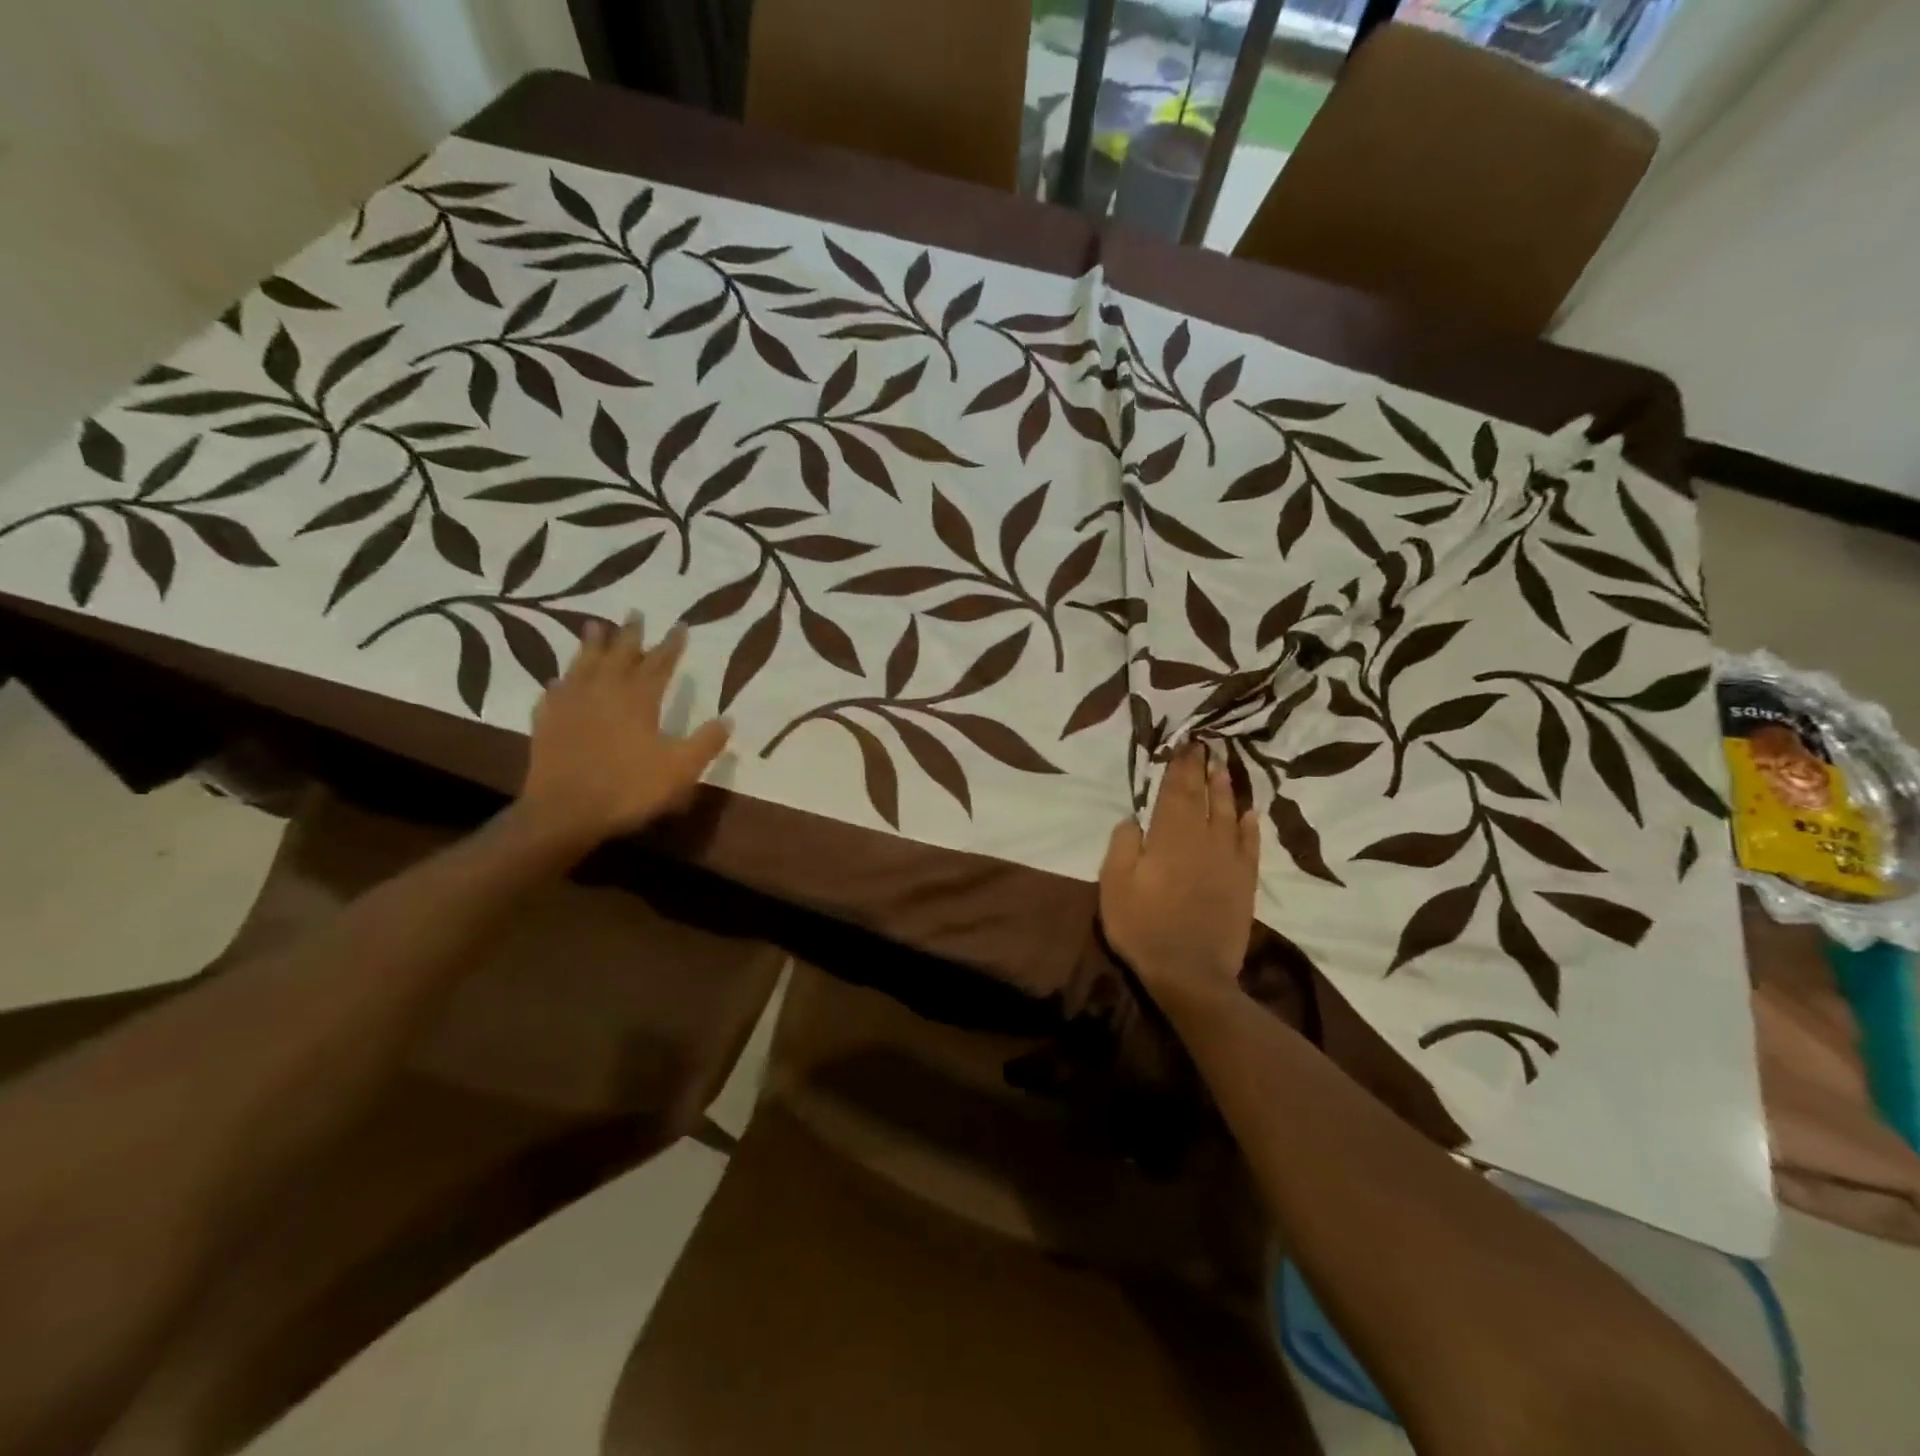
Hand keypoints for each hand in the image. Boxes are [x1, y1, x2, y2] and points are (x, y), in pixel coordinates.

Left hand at [515, 617, 729, 853]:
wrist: (564, 812)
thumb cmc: (629, 788)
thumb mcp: (680, 769)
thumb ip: (705, 742)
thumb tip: (727, 719)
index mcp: (638, 699)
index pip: (659, 663)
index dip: (671, 645)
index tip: (680, 625)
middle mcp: (604, 691)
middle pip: (619, 654)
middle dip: (631, 634)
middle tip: (636, 612)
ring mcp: (571, 704)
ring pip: (583, 664)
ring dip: (591, 645)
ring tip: (594, 626)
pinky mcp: (547, 721)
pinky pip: (554, 691)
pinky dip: (561, 680)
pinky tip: (560, 679)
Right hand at [1099, 743, 1259, 1005]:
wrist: (1191, 973)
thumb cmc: (1143, 926)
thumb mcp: (1114, 884)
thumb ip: (1123, 845)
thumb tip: (1133, 819)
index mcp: (1170, 836)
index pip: (1177, 791)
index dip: (1180, 767)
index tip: (1185, 745)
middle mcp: (1203, 840)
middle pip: (1204, 797)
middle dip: (1204, 770)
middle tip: (1206, 747)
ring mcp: (1228, 862)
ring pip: (1229, 815)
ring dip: (1226, 790)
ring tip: (1224, 769)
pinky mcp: (1244, 883)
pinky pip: (1250, 846)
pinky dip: (1250, 827)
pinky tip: (1250, 814)